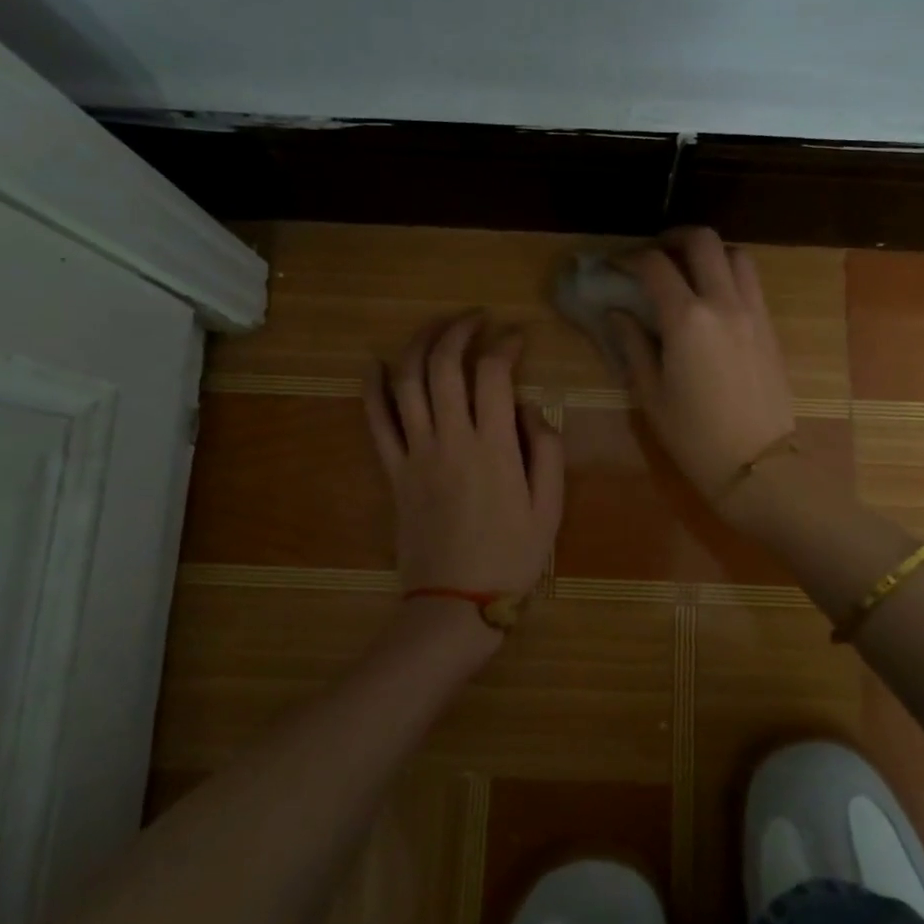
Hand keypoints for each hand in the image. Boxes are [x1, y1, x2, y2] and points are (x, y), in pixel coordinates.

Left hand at [364, 314, 564, 600]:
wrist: (455, 604)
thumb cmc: (512, 557)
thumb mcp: (550, 507)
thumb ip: (547, 449)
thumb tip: (530, 407)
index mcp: (494, 447)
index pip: (493, 374)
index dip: (505, 345)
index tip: (517, 337)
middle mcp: (450, 440)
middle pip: (445, 366)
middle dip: (459, 331)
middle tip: (476, 319)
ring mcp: (415, 454)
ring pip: (407, 383)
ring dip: (419, 345)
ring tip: (435, 327)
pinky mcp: (393, 472)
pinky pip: (376, 422)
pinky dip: (373, 389)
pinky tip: (376, 364)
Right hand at [608, 228, 797, 499]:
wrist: (759, 465)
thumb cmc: (695, 437)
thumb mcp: (652, 395)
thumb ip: (632, 345)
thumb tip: (617, 313)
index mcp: (687, 320)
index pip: (655, 266)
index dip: (630, 258)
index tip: (616, 266)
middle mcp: (723, 303)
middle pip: (703, 241)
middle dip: (673, 237)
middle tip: (654, 253)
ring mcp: (754, 312)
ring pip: (736, 255)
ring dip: (709, 253)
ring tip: (688, 272)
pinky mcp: (770, 326)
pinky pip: (751, 282)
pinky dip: (729, 275)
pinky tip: (713, 299)